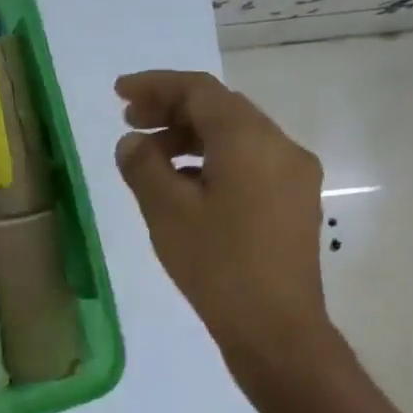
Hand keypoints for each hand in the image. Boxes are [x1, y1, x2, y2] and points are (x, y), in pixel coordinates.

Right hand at [113, 70, 331, 368]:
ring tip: (149, 156)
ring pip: (235, 136)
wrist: (274, 326)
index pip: (199, 91)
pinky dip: (210, 159)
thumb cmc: (216, 264)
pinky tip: (182, 185)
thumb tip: (133, 142)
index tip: (119, 93)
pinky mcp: (292, 201)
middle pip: (221, 109)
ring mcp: (292, 175)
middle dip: (172, 109)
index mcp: (249, 140)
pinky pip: (247, 161)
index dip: (156, 85)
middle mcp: (279, 146)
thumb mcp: (166, 211)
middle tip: (130, 123)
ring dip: (190, 136)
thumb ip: (143, 166)